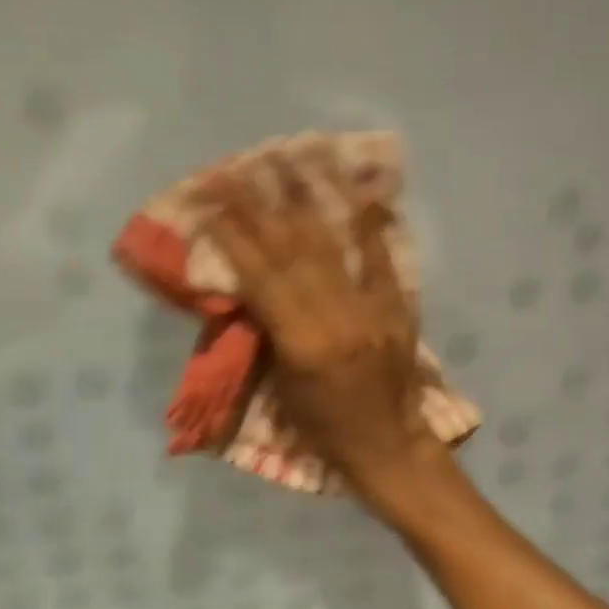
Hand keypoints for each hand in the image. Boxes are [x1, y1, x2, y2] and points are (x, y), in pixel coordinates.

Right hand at [201, 165, 441, 497]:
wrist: (390, 446)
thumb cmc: (323, 430)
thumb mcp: (280, 389)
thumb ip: (265, 334)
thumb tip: (246, 287)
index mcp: (302, 344)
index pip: (261, 278)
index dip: (233, 236)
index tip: (210, 201)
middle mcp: (337, 318)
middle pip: (291, 252)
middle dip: (258, 208)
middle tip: (235, 170)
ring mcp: (372, 308)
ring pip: (331, 246)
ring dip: (305, 201)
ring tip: (285, 161)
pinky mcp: (398, 307)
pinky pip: (381, 258)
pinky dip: (369, 223)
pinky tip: (359, 188)